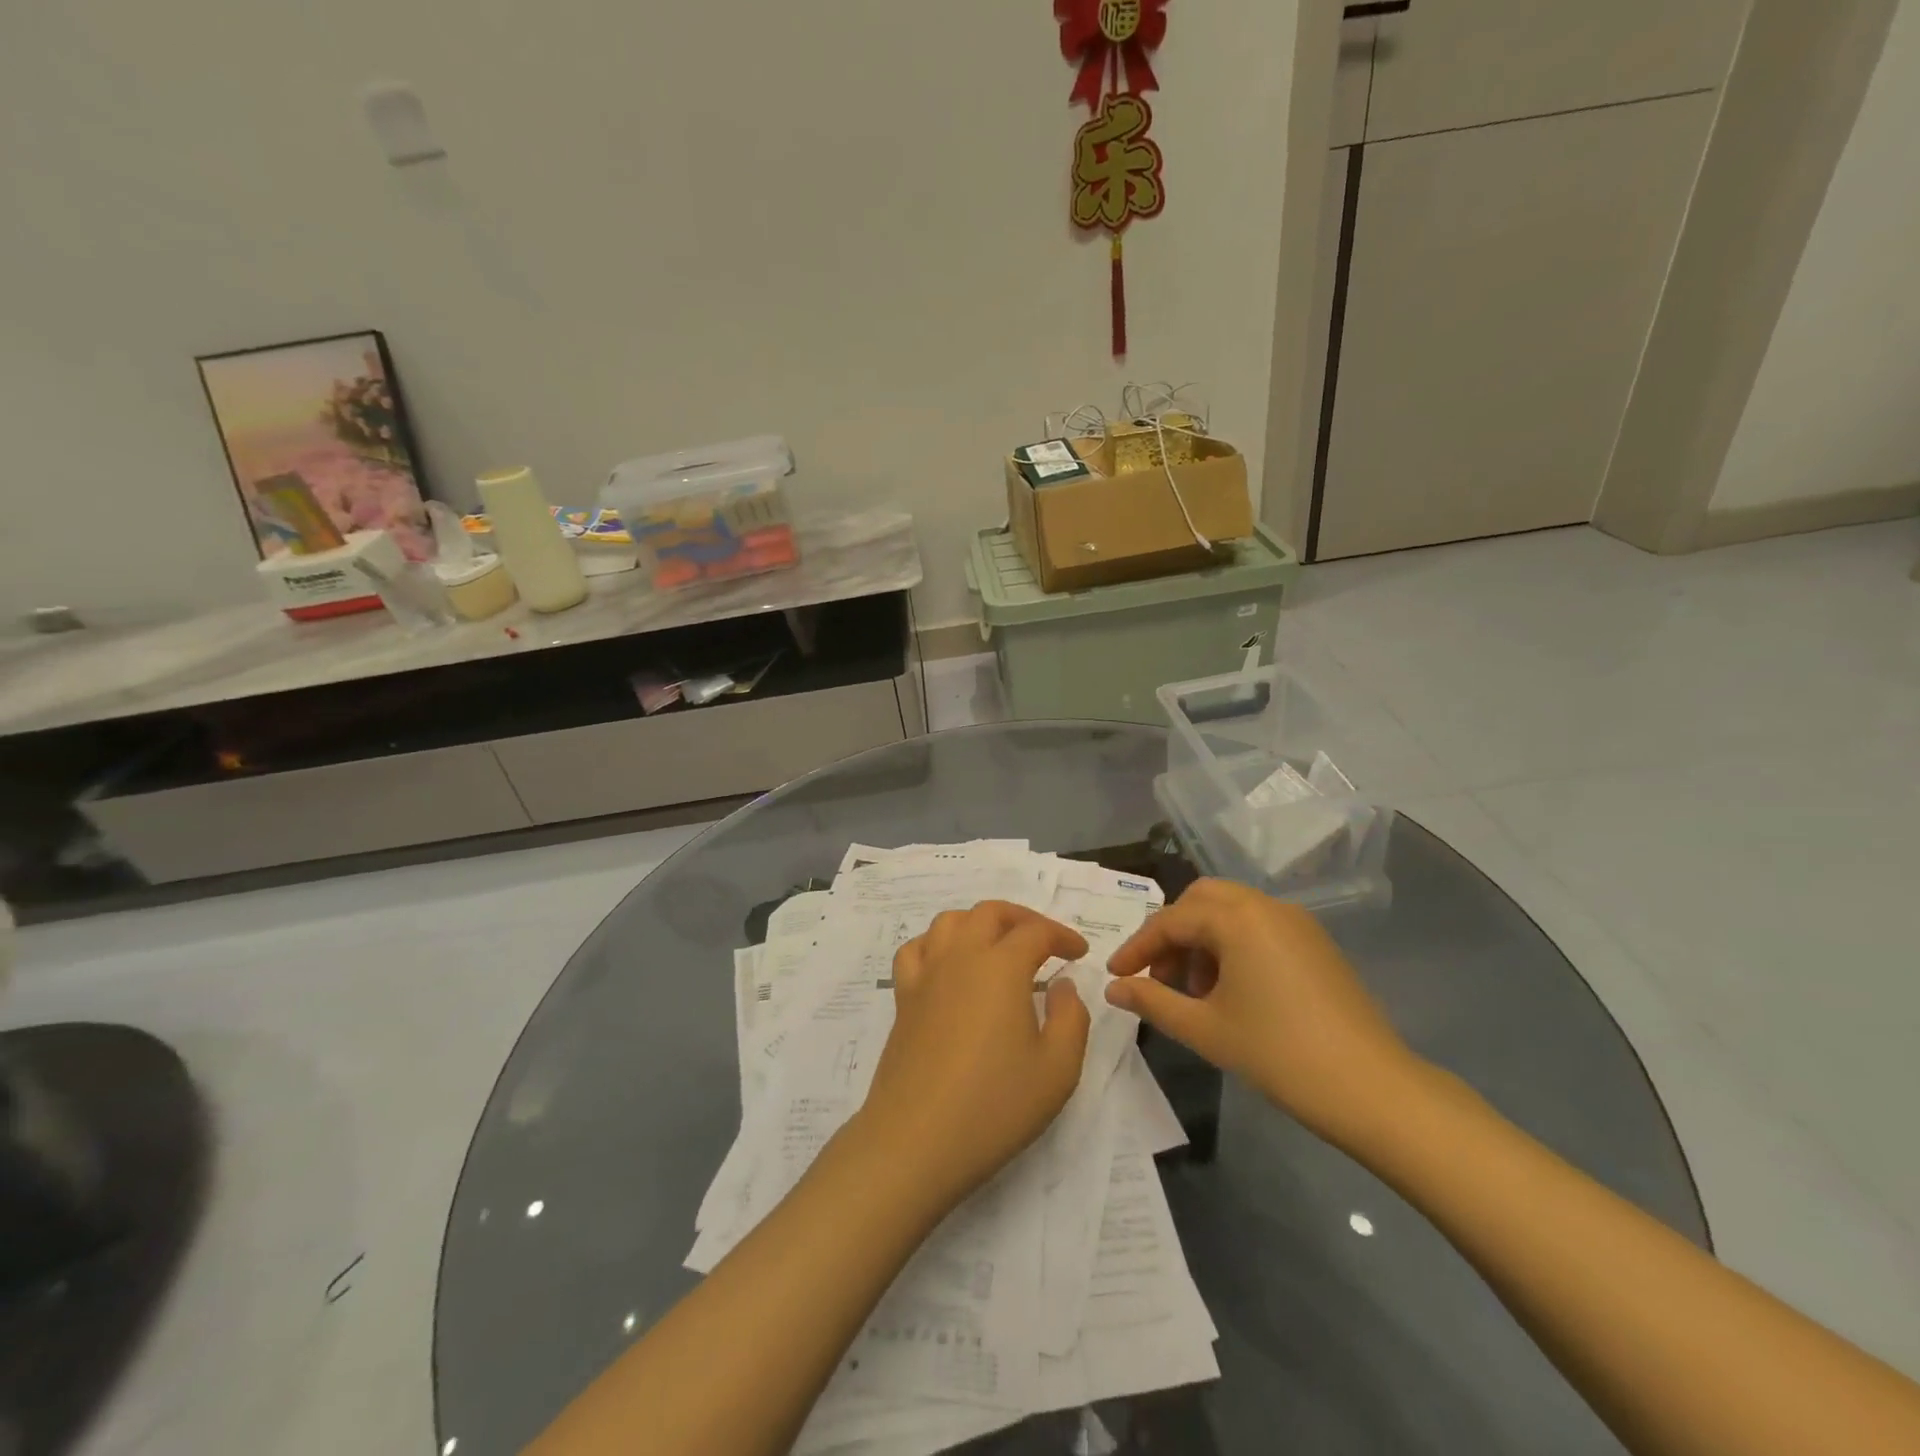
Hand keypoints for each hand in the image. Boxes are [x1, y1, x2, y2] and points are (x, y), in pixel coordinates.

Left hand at [854, 901, 1090, 1212]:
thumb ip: (1071, 1018)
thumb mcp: (1058, 1069)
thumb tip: (1062, 986)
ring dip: (979, 923)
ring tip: (998, 946)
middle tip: (1045, 941)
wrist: (917, 1139)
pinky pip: (916, 949)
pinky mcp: (903, 998)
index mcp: (1001, 966)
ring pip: (950, 921)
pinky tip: (948, 965)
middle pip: (990, 912)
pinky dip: (937, 943)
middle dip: (1022, 918)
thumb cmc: (995, 1105)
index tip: (1079, 954)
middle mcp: (960, 957)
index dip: (1062, 936)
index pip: (1036, 932)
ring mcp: (926, 975)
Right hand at [1105, 878, 1420, 1147]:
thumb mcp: (1205, 1029)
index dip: (1138, 947)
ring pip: (1231, 911)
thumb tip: (1114, 989)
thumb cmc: (1279, 1055)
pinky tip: (1231, 990)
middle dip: (1172, 932)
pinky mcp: (1315, 943)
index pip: (1171, 921)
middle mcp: (1266, 906)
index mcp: (1237, 918)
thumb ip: (1152, 1002)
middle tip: (1157, 975)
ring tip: (1194, 990)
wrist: (1372, 1089)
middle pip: (1201, 900)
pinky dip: (1233, 944)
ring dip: (1202, 938)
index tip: (1115, 975)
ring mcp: (1296, 922)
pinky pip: (1259, 926)